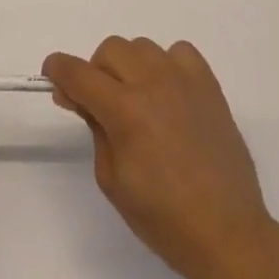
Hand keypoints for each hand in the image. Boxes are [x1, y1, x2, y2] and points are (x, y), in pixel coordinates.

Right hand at [43, 37, 273, 278]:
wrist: (226, 232)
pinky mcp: (209, 85)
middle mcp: (152, 84)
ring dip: (130, 67)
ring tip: (137, 100)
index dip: (58, 69)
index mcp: (124, 110)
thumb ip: (94, 127)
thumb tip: (80, 97)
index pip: (78, 72)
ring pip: (142, 47)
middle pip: (110, 50)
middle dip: (96, 72)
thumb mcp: (112, 179)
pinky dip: (166, 64)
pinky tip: (168, 93)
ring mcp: (183, 80)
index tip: (52, 74)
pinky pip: (179, 52)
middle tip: (100, 103)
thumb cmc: (163, 217)